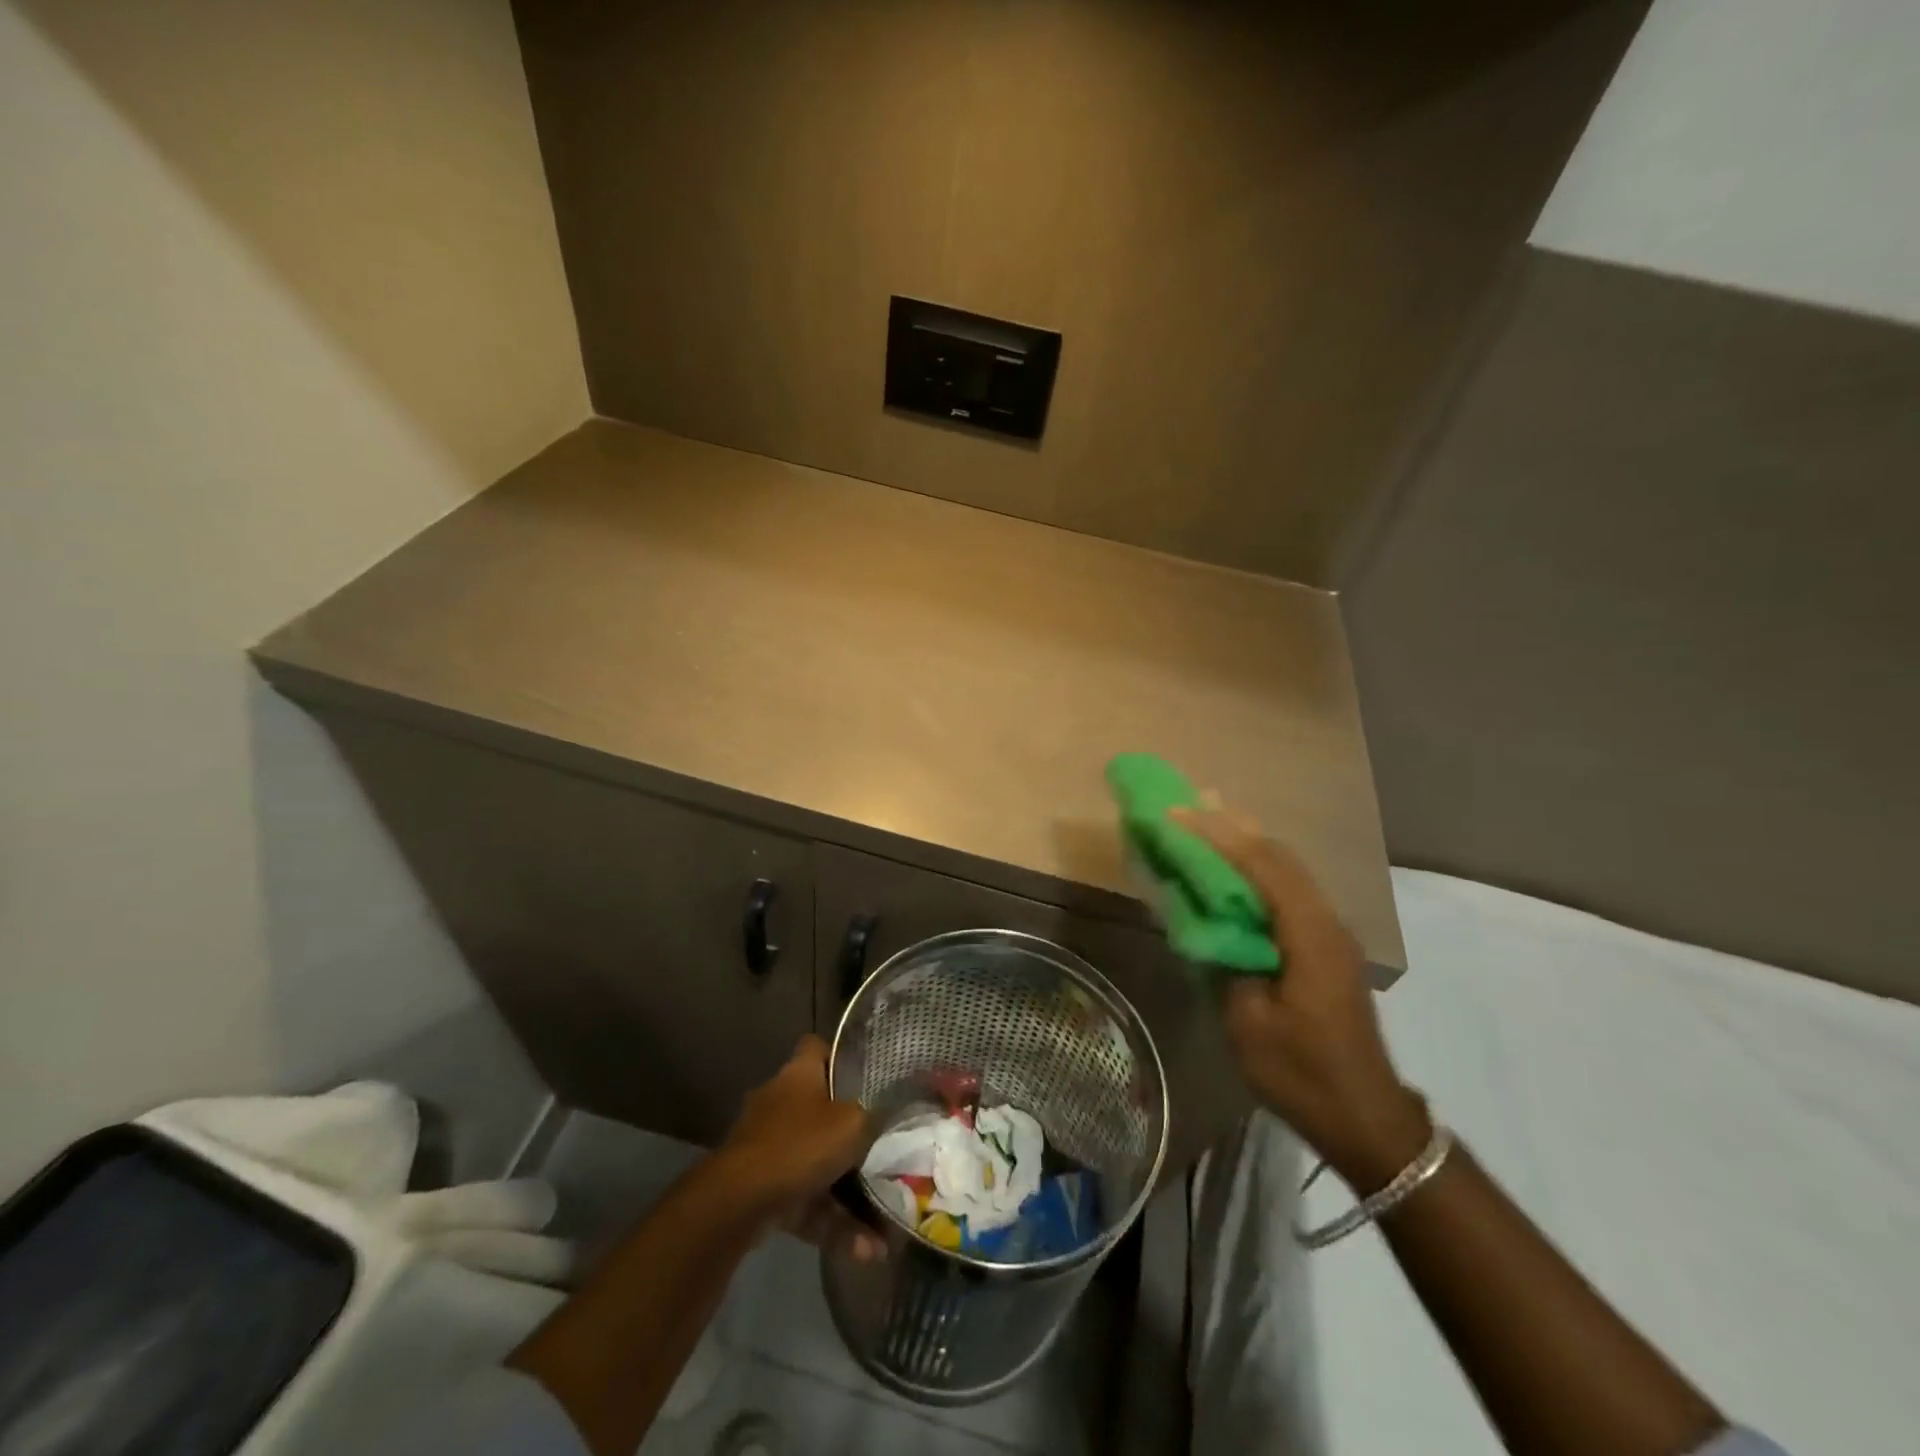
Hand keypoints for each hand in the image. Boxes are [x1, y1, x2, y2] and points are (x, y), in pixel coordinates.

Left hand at [717, 1036, 878, 1249]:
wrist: (738, 1203)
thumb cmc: (799, 1145)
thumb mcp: (853, 1124)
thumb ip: (875, 1118)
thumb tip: (892, 1114)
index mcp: (798, 1075)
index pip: (818, 1049)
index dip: (842, 1057)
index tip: (869, 1074)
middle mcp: (780, 1103)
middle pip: (821, 1109)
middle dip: (851, 1132)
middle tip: (885, 1147)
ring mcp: (768, 1148)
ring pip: (817, 1163)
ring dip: (850, 1194)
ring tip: (885, 1223)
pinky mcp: (763, 1190)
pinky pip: (807, 1202)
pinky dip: (833, 1224)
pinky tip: (866, 1251)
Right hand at [1172, 808, 1430, 1191]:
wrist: (1366, 1118)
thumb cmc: (1303, 1073)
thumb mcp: (1248, 1022)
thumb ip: (1225, 961)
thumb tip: (1207, 924)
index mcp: (1309, 934)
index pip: (1261, 865)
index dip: (1217, 835)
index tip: (1176, 814)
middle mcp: (1325, 921)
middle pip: (1279, 856)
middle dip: (1232, 826)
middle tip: (1191, 803)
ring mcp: (1330, 934)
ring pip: (1286, 870)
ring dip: (1246, 843)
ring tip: (1209, 821)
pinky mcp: (1325, 948)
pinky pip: (1288, 891)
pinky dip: (1257, 870)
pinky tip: (1236, 870)